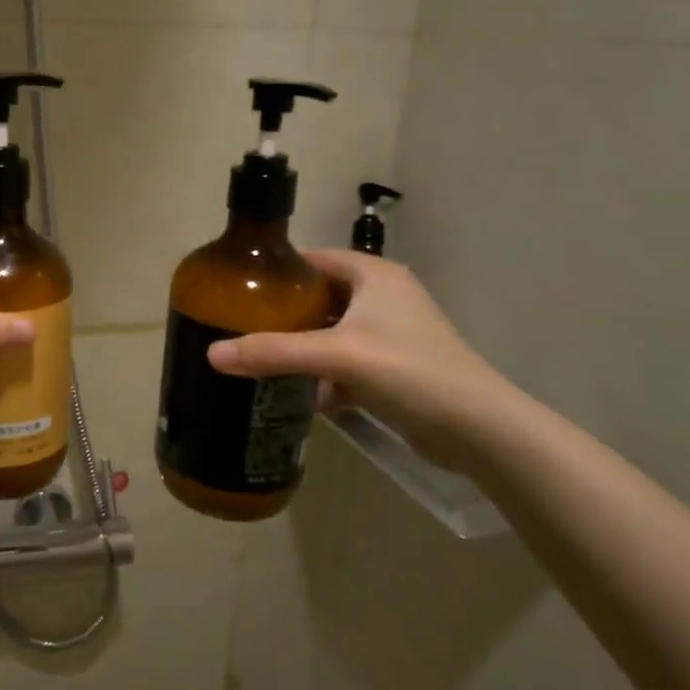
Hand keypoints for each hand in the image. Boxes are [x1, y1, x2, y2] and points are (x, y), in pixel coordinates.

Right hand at [207, 250, 521, 463]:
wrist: (478, 430)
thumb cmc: (409, 371)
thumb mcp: (336, 356)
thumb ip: (273, 352)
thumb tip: (211, 355)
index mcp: (374, 276)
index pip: (313, 259)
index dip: (277, 270)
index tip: (237, 288)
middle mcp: (383, 298)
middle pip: (318, 298)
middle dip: (282, 315)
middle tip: (240, 326)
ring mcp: (390, 335)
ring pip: (329, 333)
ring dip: (300, 348)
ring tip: (258, 359)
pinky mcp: (393, 369)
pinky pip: (344, 364)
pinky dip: (322, 377)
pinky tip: (297, 395)